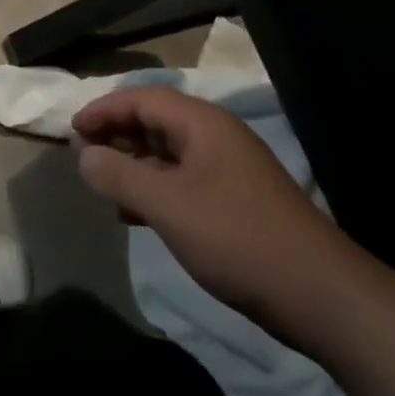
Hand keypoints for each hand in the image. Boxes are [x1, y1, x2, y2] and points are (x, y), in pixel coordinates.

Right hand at [73, 85, 360, 342]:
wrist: (321, 296)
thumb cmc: (238, 239)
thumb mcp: (168, 206)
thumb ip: (119, 176)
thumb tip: (84, 155)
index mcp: (203, 124)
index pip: (143, 99)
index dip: (104, 110)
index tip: (72, 130)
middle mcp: (217, 137)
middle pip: (156, 122)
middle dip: (117, 136)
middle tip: (84, 158)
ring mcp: (229, 170)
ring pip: (168, 154)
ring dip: (133, 165)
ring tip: (103, 187)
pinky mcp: (236, 202)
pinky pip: (183, 181)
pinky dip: (155, 190)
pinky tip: (136, 215)